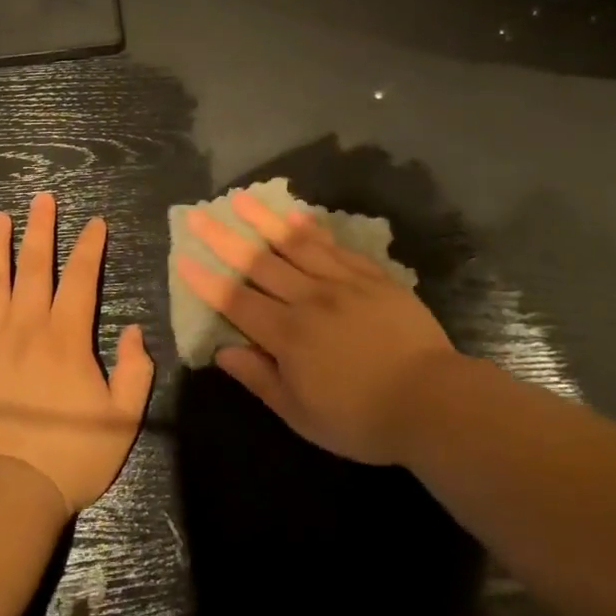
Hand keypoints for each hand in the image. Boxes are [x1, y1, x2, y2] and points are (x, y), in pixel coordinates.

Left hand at [0, 192, 155, 513]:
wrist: (7, 487)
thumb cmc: (71, 454)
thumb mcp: (123, 417)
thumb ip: (135, 370)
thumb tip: (135, 331)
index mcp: (67, 337)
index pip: (82, 278)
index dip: (90, 247)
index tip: (95, 222)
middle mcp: (28, 326)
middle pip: (34, 266)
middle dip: (40, 229)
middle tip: (42, 198)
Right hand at [175, 190, 454, 463]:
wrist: (432, 400)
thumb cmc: (361, 418)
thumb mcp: (302, 414)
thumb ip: (260, 378)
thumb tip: (222, 352)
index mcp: (287, 335)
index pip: (236, 300)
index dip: (206, 279)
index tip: (183, 256)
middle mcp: (307, 299)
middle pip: (258, 263)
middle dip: (224, 237)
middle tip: (199, 213)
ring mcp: (341, 283)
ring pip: (294, 244)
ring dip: (264, 220)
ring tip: (241, 198)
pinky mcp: (371, 277)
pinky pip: (335, 247)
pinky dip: (312, 229)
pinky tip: (296, 216)